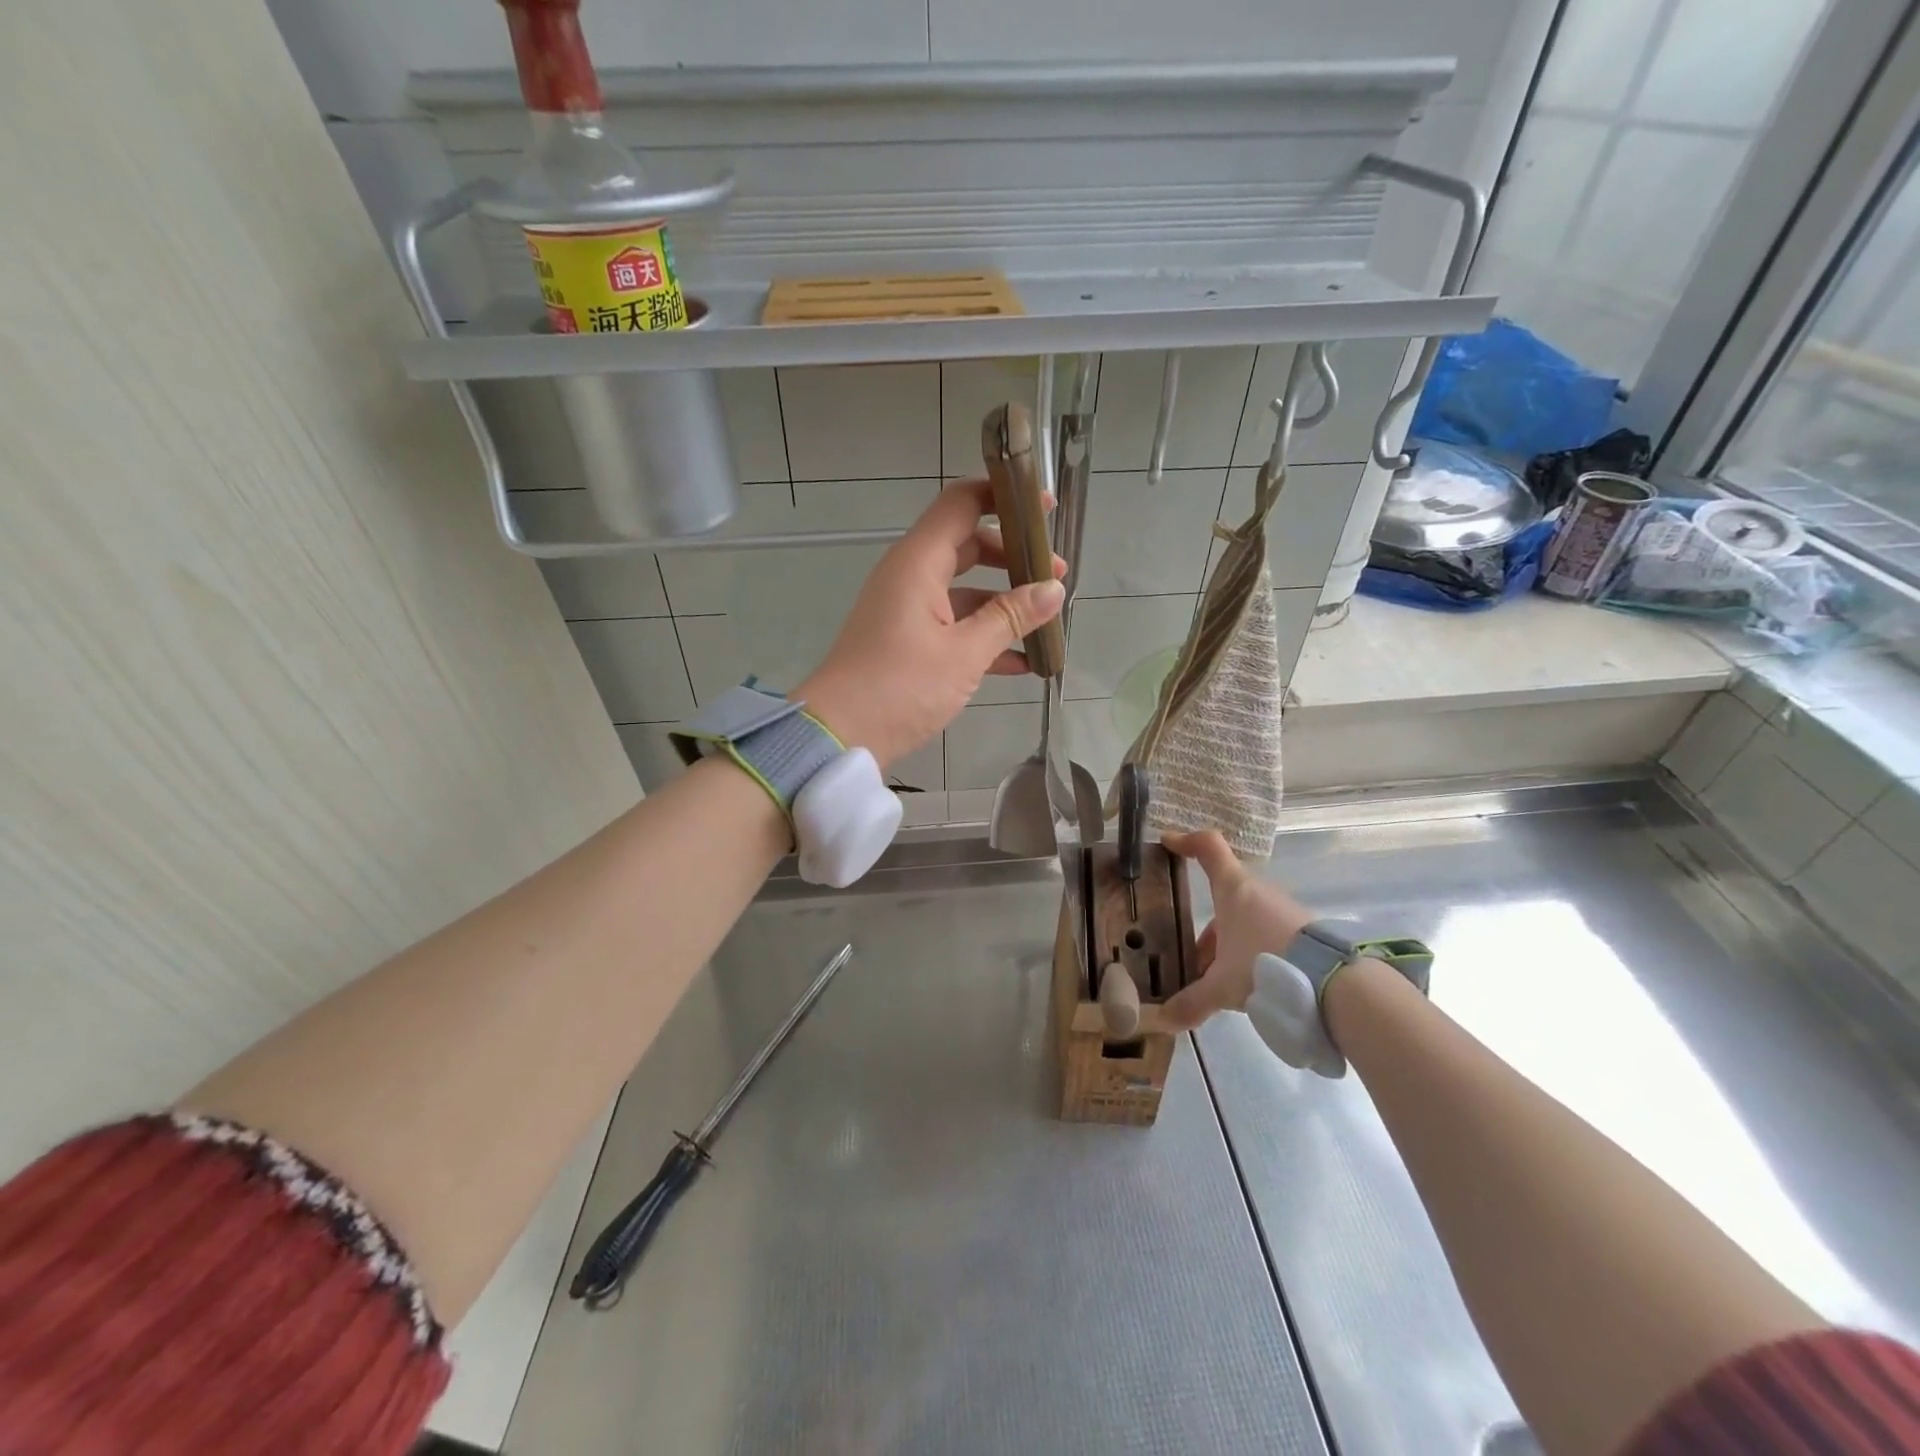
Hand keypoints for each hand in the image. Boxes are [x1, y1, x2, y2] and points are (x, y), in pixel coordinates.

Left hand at [794, 479, 1066, 769]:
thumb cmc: (901, 687)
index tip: (1045, 510)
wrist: (840, 736)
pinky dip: (984, 635)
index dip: (1004, 497)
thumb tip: (1053, 589)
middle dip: (1013, 557)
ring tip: (1046, 621)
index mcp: (918, 563)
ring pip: (964, 590)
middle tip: (1056, 576)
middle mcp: (910, 576)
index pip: (962, 503)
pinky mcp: (906, 641)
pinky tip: (1022, 662)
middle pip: (968, 545)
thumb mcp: (964, 653)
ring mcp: (906, 610)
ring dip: (1003, 602)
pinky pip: (952, 625)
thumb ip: (1011, 617)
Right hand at [1159, 830, 1313, 1030]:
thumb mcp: (1221, 986)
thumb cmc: (1264, 963)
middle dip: (1205, 926)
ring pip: (1244, 919)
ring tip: (1217, 979)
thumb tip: (1162, 1022)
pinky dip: (1250, 952)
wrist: (1333, 981)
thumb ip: (1191, 1002)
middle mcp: (1257, 891)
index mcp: (1232, 888)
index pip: (1208, 847)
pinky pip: (1265, 935)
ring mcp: (1282, 911)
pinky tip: (1248, 983)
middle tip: (1190, 956)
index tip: (1168, 844)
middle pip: (1223, 895)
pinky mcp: (1302, 932)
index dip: (1187, 841)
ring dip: (1228, 943)